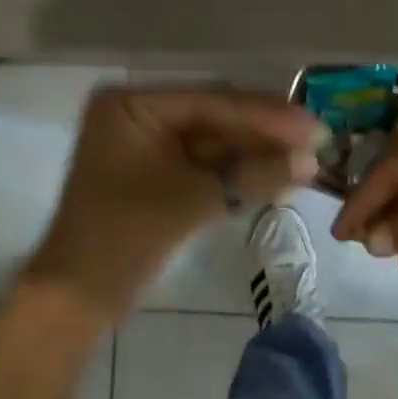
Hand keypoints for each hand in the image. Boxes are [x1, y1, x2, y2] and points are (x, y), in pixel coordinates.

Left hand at [24, 86, 325, 324]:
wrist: (79, 297)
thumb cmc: (123, 237)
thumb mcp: (191, 201)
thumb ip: (252, 176)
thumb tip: (312, 162)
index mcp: (133, 105)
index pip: (212, 102)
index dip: (266, 116)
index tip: (313, 126)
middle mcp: (140, 114)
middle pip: (216, 118)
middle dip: (265, 135)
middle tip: (317, 142)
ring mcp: (149, 144)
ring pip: (216, 143)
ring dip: (257, 155)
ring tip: (307, 163)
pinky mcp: (159, 173)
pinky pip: (206, 165)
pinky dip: (239, 173)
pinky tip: (279, 177)